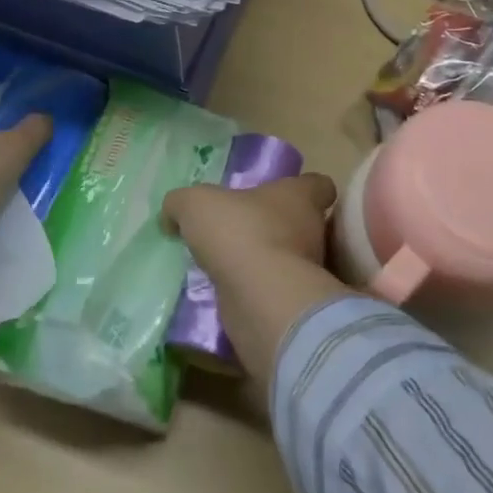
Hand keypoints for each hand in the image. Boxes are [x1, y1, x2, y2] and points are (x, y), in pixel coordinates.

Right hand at [161, 174, 349, 396]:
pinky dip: (257, 293)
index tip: (280, 193)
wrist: (259, 297)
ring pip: (290, 260)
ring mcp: (307, 273)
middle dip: (278, 227)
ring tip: (230, 265)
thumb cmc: (239, 231)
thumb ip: (181, 203)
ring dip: (266, 262)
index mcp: (300, 197)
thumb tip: (173, 215)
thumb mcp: (195, 204)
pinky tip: (228, 293)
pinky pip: (275, 293)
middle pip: (304, 224)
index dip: (305, 187)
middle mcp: (312, 232)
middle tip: (243, 230)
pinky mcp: (295, 307)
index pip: (319, 186)